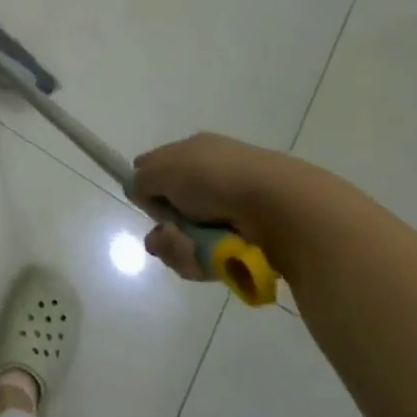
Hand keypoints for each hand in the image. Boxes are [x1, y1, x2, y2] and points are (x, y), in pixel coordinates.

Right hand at [132, 133, 319, 281]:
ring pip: (187, 240)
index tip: (145, 202)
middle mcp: (212, 180)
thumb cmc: (216, 178)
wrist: (279, 207)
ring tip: (191, 251)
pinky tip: (209, 261)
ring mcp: (230, 213)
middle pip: (171, 211)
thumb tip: (137, 189)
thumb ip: (142, 180)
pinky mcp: (245, 245)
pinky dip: (203, 262)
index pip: (159, 167)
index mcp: (196, 153)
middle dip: (164, 228)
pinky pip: (210, 259)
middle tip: (169, 236)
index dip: (147, 186)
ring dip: (180, 249)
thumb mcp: (165, 169)